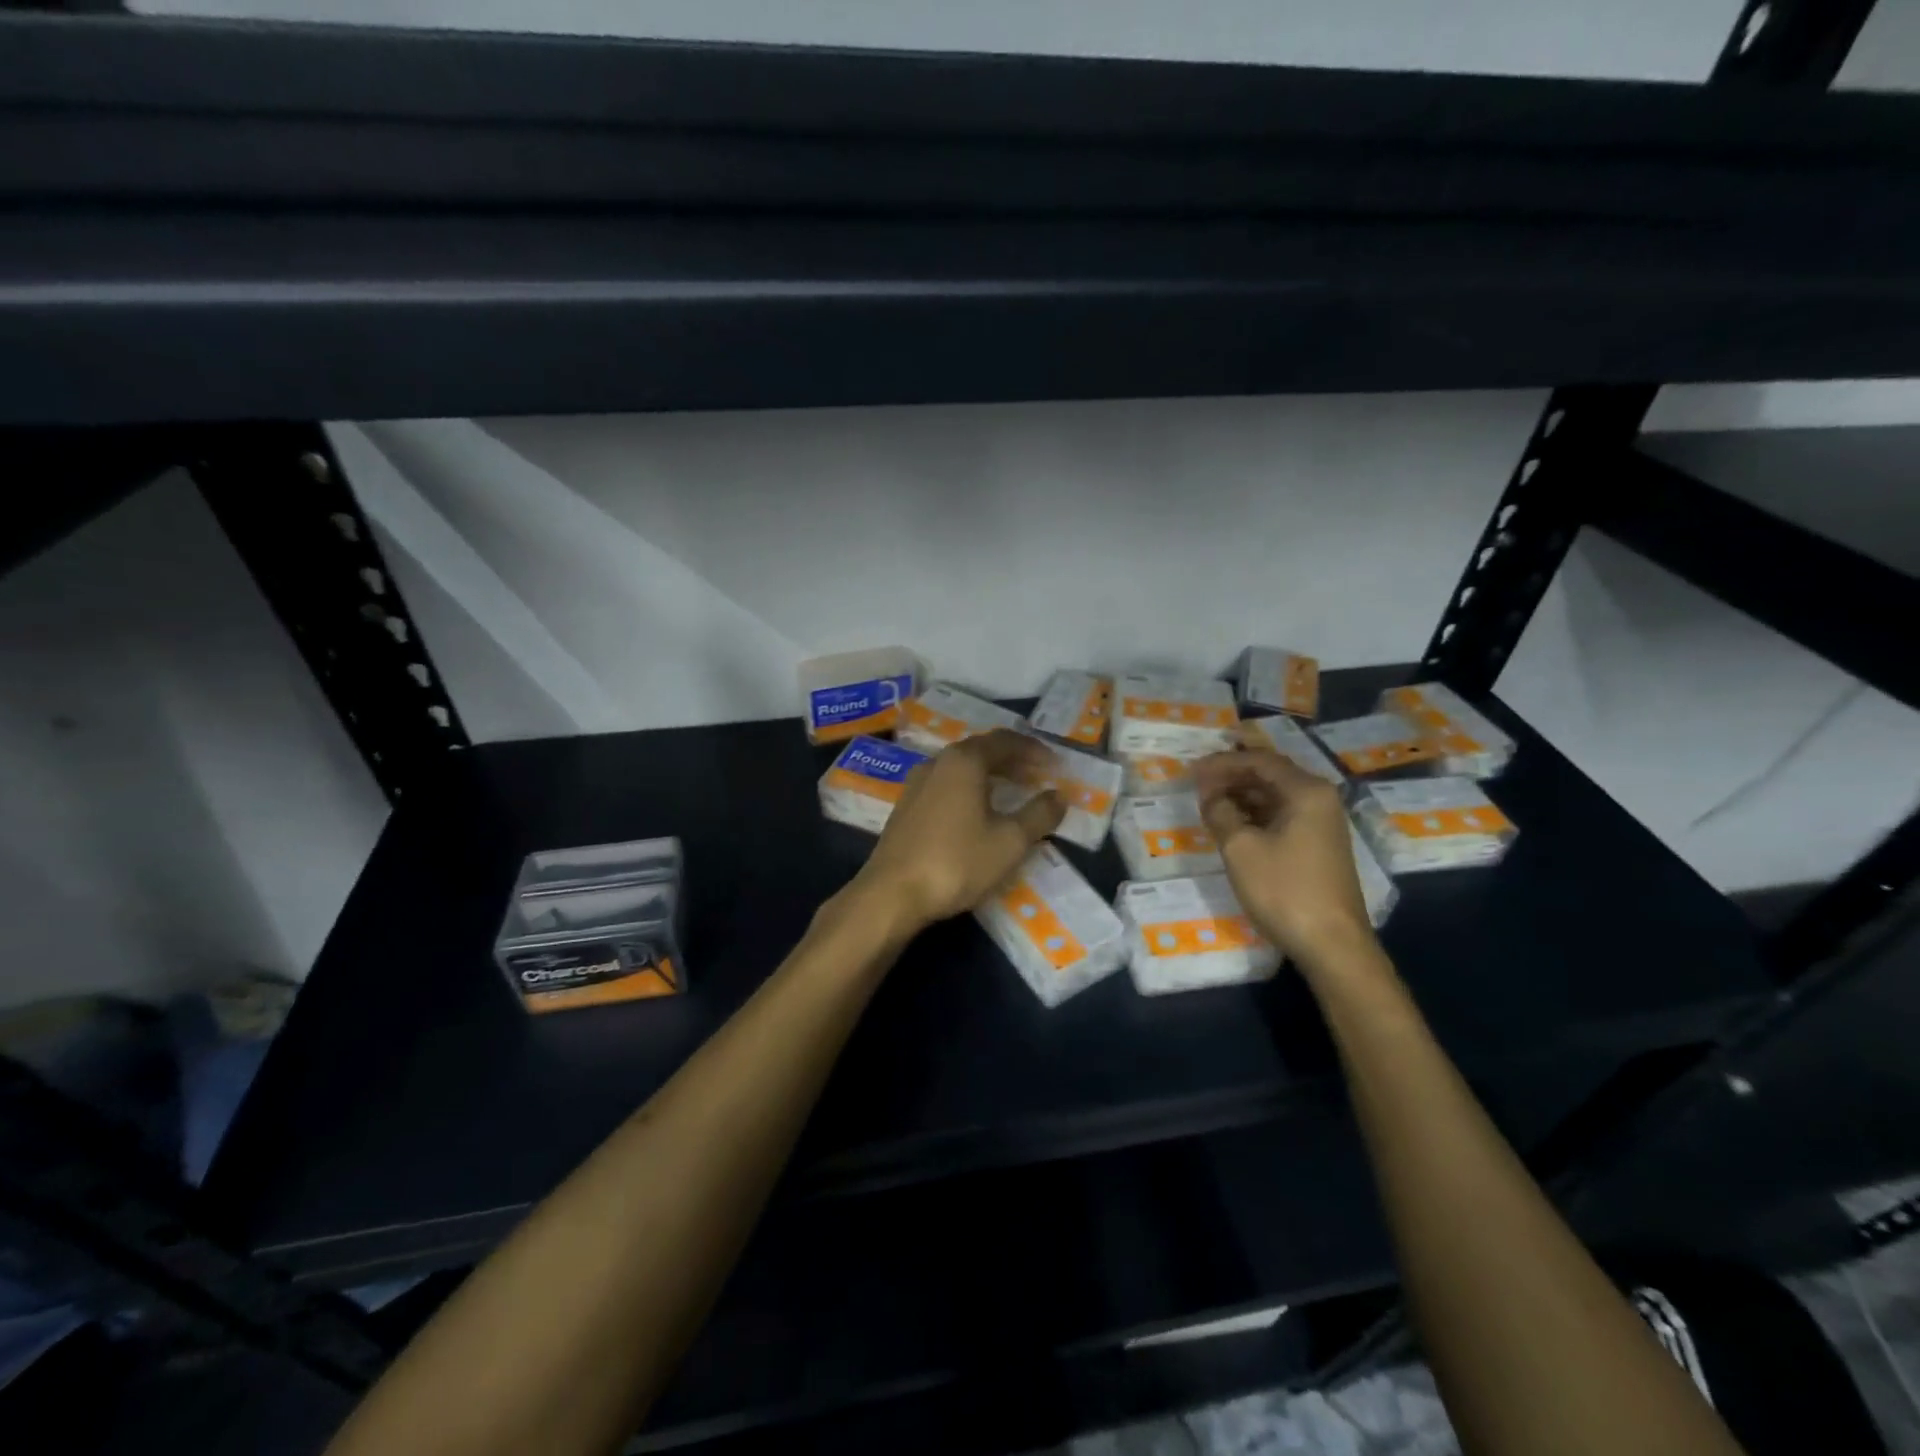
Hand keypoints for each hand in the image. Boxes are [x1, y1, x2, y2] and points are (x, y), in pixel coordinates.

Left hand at [853, 729, 1064, 932]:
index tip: (1056, 764)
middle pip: (981, 750)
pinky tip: (978, 813)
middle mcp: (938, 763)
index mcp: (964, 761)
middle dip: (1012, 761)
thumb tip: (1059, 796)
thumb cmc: (956, 862)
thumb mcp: (1009, 842)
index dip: (1034, 750)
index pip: (1005, 740)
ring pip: (961, 768)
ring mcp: (917, 784)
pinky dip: (969, 789)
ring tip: (1012, 794)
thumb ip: (1039, 815)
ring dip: (990, 775)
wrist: (891, 894)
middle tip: (1038, 776)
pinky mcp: (906, 807)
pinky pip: (946, 786)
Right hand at [1193, 729, 1377, 973]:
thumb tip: (1210, 795)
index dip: (1223, 762)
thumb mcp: (1240, 848)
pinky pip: (1282, 816)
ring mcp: (1322, 824)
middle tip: (1198, 785)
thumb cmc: (1284, 890)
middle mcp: (1319, 799)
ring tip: (1209, 804)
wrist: (1331, 944)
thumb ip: (1220, 812)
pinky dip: (1255, 815)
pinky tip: (1232, 825)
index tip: (1192, 770)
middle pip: (1270, 774)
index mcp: (1306, 791)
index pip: (1260, 760)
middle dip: (1232, 776)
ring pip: (1275, 797)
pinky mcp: (1318, 846)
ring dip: (1242, 796)